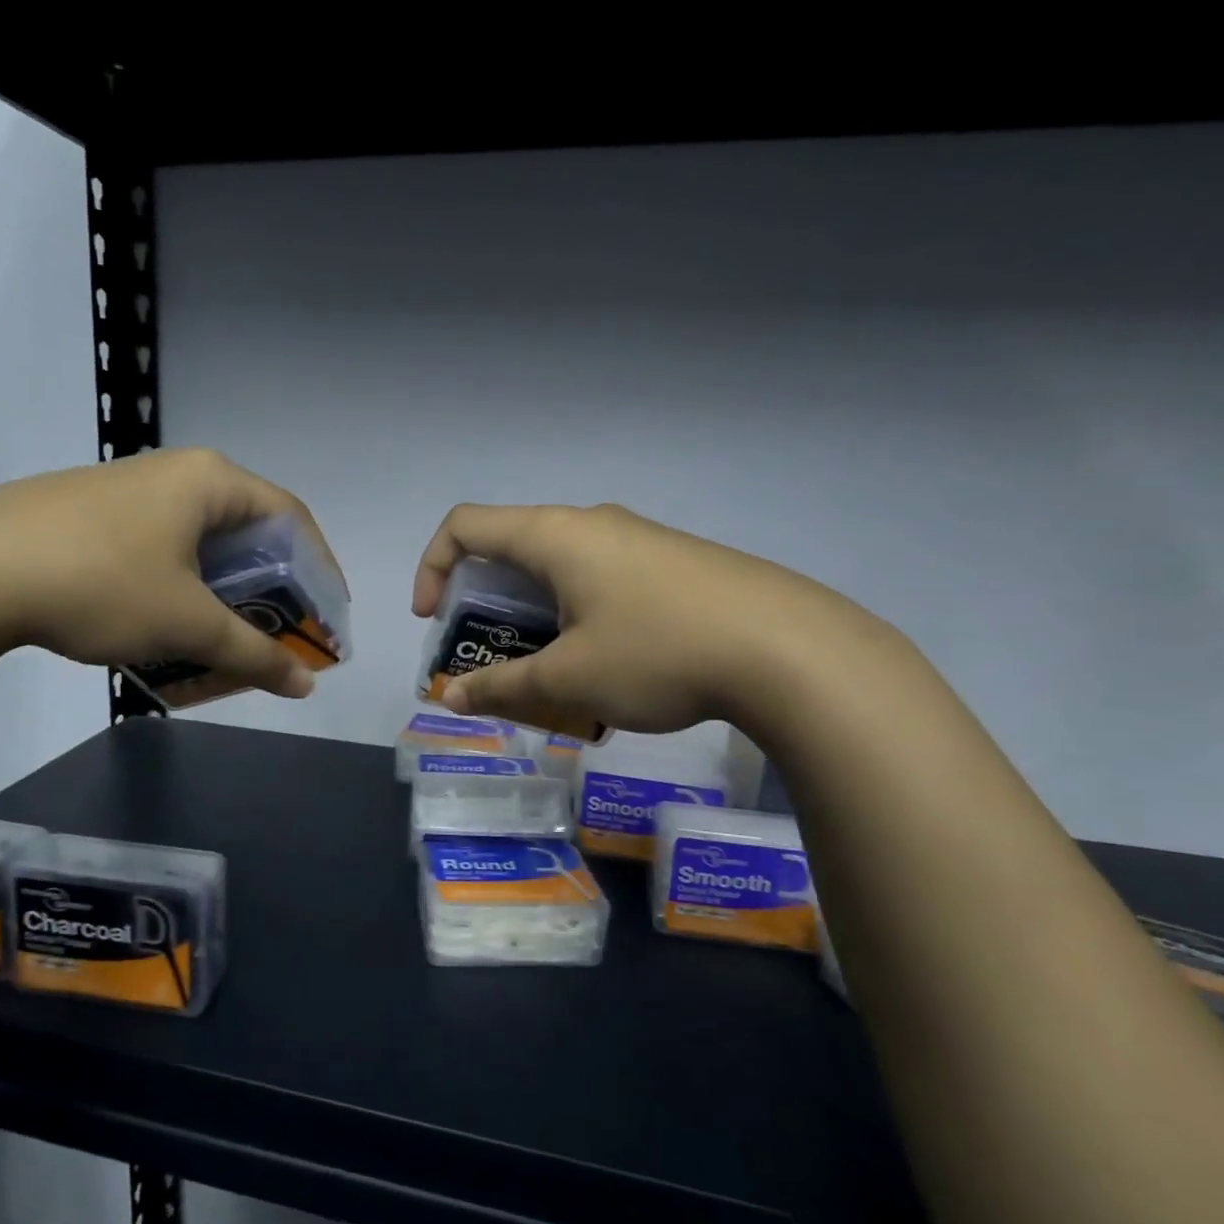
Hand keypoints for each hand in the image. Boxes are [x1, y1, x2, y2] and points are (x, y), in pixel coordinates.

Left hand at [0, 448, 340, 698]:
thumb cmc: (99, 584)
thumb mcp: (186, 625)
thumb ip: (253, 654)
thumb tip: (305, 686)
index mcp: (210, 480)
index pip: (291, 519)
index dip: (320, 569)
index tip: (327, 616)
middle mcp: (175, 472)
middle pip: (247, 531)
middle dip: (270, 588)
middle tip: (278, 634)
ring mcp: (128, 490)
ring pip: (200, 543)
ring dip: (223, 592)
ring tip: (225, 637)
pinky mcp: (91, 512)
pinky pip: (161, 547)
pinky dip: (181, 586)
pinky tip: (165, 623)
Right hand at [411, 503, 855, 733]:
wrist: (791, 650)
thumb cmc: (657, 653)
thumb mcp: (569, 680)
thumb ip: (503, 688)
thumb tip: (452, 700)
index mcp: (554, 535)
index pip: (465, 525)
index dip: (433, 568)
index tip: (435, 622)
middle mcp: (592, 523)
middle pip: (511, 547)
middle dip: (484, 603)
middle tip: (491, 656)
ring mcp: (638, 539)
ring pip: (560, 567)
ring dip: (534, 615)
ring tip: (549, 671)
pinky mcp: (673, 562)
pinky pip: (601, 578)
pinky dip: (577, 614)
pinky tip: (608, 665)